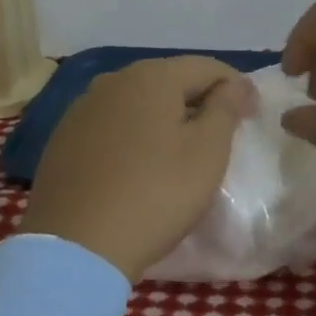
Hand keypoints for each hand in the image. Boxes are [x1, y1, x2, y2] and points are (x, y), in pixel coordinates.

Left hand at [17, 56, 259, 280]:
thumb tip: (234, 83)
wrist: (75, 248)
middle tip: (220, 132)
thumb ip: (225, 108)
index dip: (235, 87)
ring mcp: (83, 107)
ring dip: (164, 115)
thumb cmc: (155, 194)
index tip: (252, 115)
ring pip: (138, 100)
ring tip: (179, 148)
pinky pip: (111, 124)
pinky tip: (138, 163)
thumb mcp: (207, 152)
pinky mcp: (63, 138)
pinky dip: (133, 134)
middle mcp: (114, 80)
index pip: (207, 67)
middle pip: (170, 79)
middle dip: (199, 99)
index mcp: (153, 75)